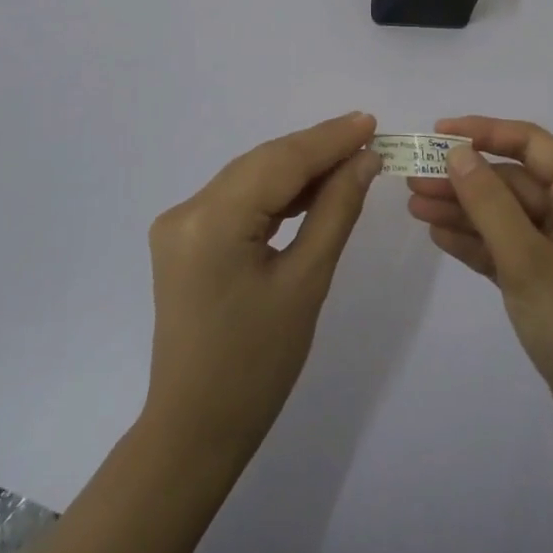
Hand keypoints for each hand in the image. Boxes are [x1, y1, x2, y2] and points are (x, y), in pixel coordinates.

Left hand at [144, 112, 381, 463]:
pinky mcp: (186, 238)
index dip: (329, 139)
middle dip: (317, 149)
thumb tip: (365, 160)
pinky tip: (312, 189)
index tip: (372, 122)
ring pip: (252, 177)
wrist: (195, 430)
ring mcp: (180, 224)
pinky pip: (239, 199)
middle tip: (368, 137)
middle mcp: (186, 210)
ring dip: (299, 168)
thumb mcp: (306, 283)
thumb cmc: (257, 366)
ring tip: (351, 158)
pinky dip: (277, 192)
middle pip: (263, 163)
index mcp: (210, 221)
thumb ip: (336, 211)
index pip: (280, 162)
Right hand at [406, 117, 552, 466]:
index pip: (531, 144)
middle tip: (411, 180)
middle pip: (513, 181)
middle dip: (464, 178)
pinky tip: (439, 236)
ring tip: (413, 206)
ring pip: (506, 216)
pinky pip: (507, 249)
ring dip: (463, 210)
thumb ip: (490, 203)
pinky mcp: (549, 283)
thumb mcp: (528, 262)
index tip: (438, 133)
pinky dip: (476, 242)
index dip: (484, 132)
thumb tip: (459, 153)